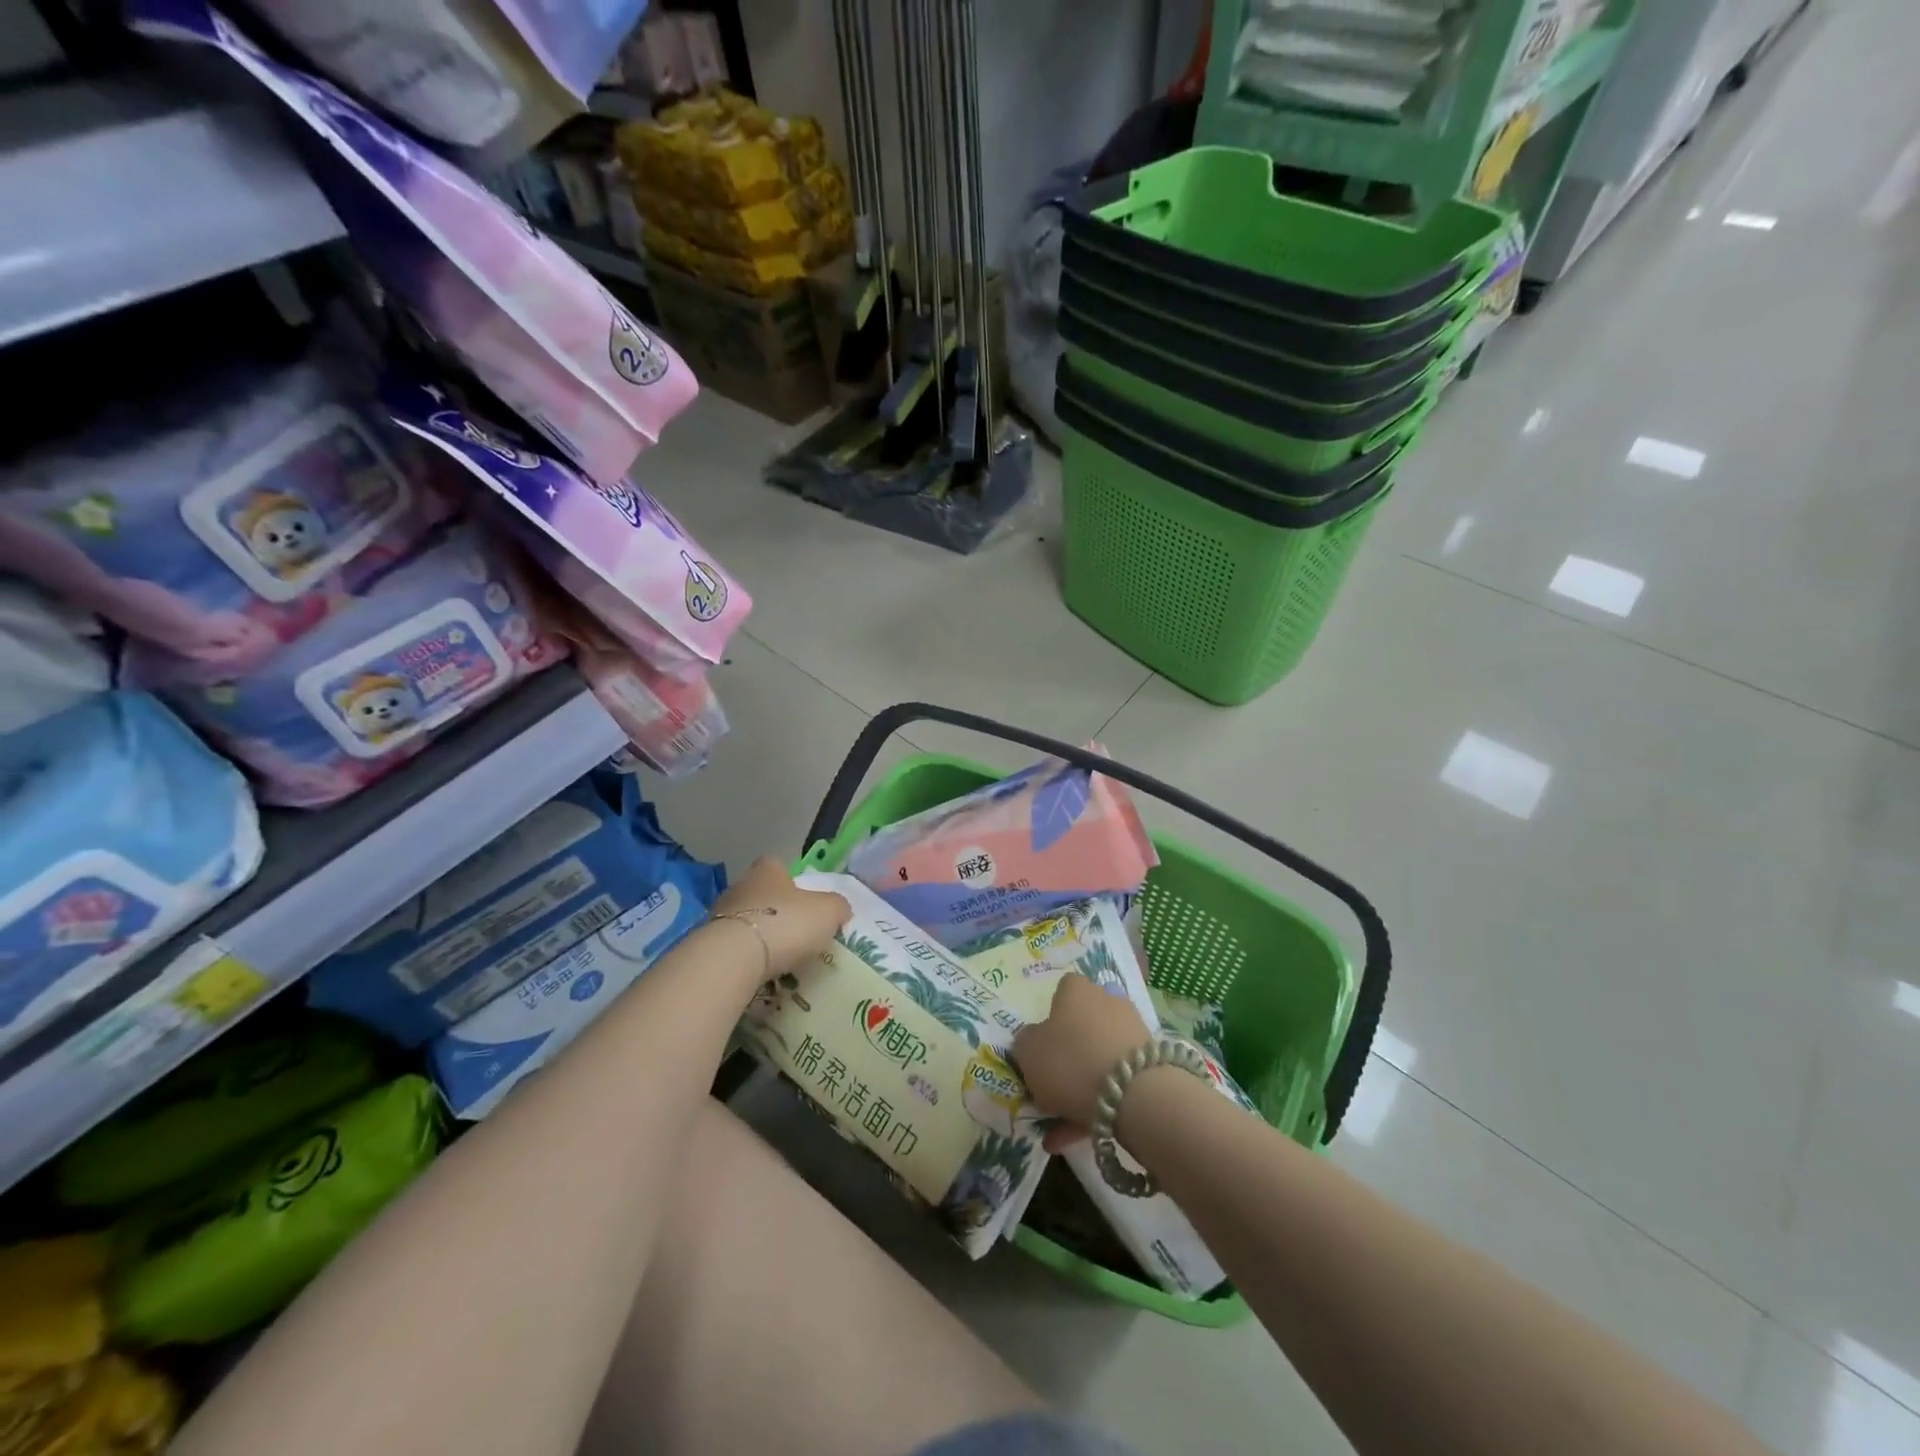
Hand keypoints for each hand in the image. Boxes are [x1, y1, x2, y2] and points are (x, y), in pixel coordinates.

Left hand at [709, 857, 849, 981]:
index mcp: (769, 870)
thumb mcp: (827, 912)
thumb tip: (840, 908)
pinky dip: (744, 956)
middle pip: (760, 892)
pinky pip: (732, 946)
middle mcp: (741, 885)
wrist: (733, 958)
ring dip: (758, 933)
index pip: (777, 865)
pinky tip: (758, 970)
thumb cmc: (785, 923)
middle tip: (794, 931)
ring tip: (777, 956)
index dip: (790, 879)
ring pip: (745, 919)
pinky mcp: (708, 943)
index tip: (802, 899)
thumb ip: (837, 906)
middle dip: (774, 909)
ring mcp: (719, 914)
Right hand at [1012, 974, 1153, 1147]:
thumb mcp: (1028, 1051)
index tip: (1041, 1045)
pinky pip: (1114, 1084)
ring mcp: (1131, 1033)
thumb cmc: (1070, 1061)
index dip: (1050, 1017)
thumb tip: (1033, 1040)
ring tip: (1055, 1129)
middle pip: (1081, 1027)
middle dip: (1066, 1057)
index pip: (1061, 991)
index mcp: (1076, 990)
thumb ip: (1025, 1042)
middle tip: (1048, 1088)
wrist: (1135, 1095)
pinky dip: (1094, 1107)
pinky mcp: (1149, 1066)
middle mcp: (1107, 1002)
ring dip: (1078, 1090)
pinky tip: (1073, 1138)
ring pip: (1097, 1060)